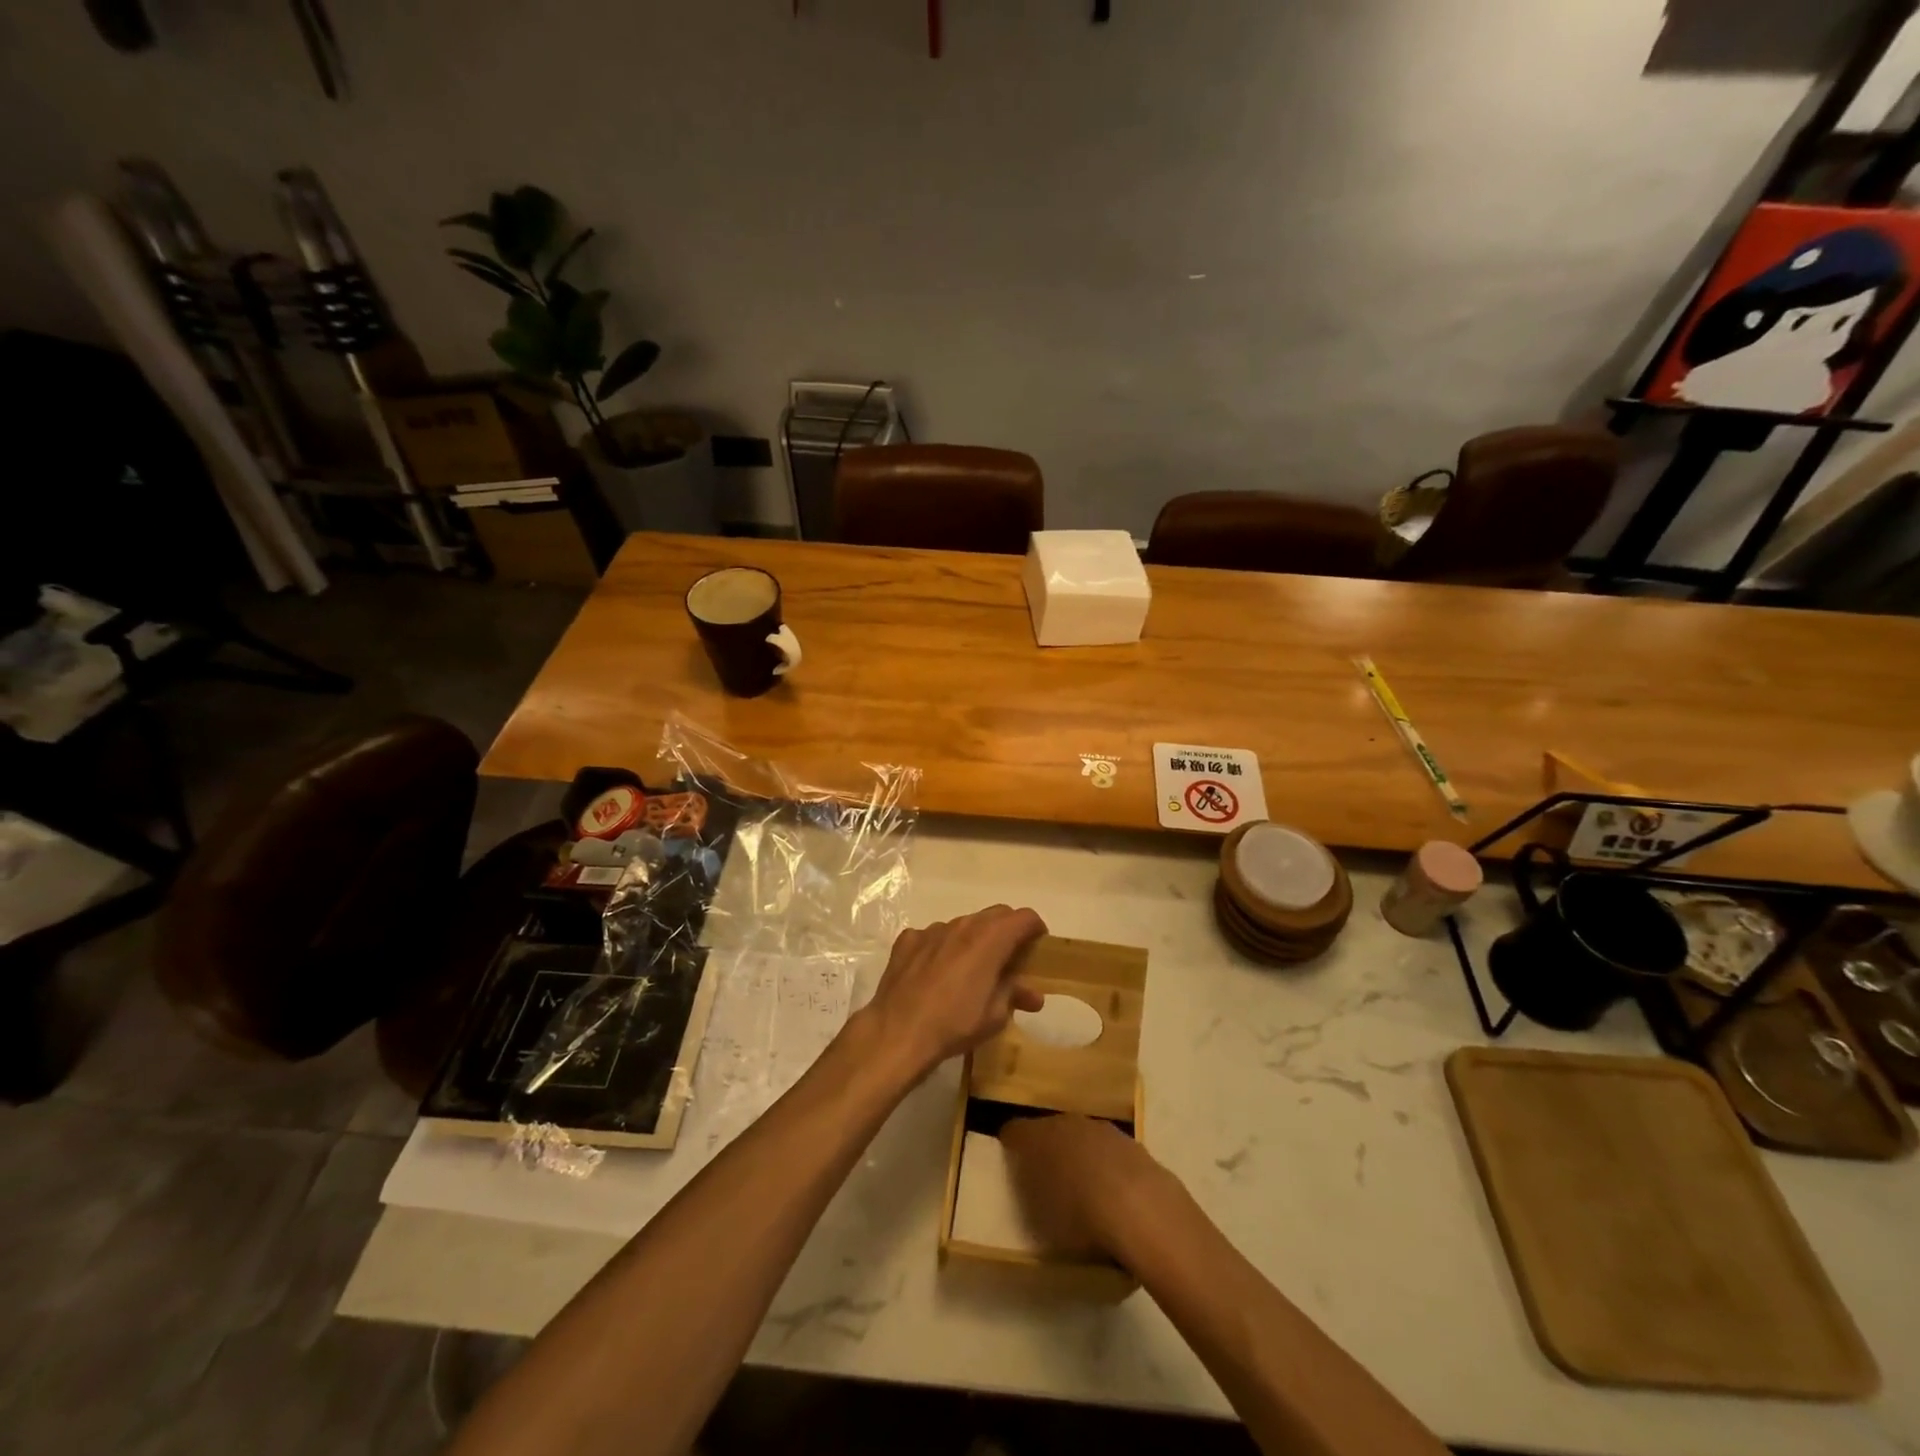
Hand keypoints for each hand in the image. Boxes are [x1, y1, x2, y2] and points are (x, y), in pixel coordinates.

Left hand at [861, 905, 1046, 1080]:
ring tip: (972, 968)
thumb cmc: (955, 1024)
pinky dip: (942, 948)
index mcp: (990, 939)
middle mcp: (963, 925)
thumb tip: (1032, 994)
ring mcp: (932, 930)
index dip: (1035, 928)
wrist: (898, 1031)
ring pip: (963, 925)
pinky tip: (936, 972)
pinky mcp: (908, 940)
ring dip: (973, 939)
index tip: (1038, 944)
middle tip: (1010, 956)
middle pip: (995, 915)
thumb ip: (1014, 995)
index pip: (1023, 917)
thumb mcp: (995, 1016)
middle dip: (1007, 930)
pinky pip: (933, 937)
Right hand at [1001, 1114, 1171, 1261]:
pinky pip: (1110, 1153)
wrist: (1143, 1211)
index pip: (1014, 1131)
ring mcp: (1103, 1130)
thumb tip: (1029, 1186)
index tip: (1010, 1166)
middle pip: (1050, 1130)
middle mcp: (1068, 1123)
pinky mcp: (1133, 1144)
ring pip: (1082, 1138)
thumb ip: (1029, 1195)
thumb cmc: (1079, 1218)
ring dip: (1080, 1156)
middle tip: (1046, 1180)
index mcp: (1038, 1137)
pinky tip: (1115, 1196)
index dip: (1010, 1147)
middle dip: (1047, 1150)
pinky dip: (1108, 1167)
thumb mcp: (1039, 1219)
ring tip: (1084, 1190)